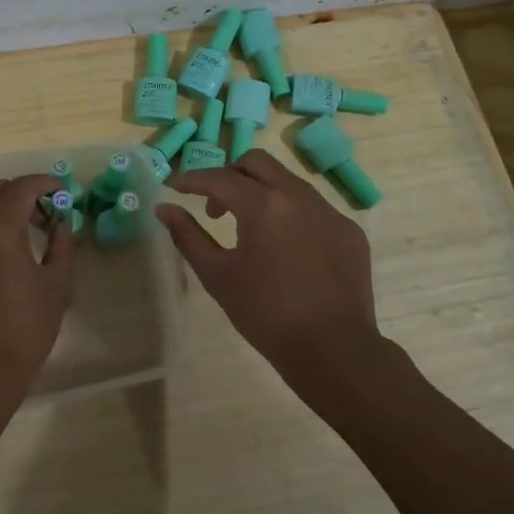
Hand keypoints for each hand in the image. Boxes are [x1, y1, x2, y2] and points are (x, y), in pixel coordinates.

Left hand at [0, 173, 75, 397]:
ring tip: (21, 240)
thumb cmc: (25, 326)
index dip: (46, 184)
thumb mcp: (56, 285)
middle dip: (23, 196)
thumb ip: (62, 245)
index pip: (24, 186)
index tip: (63, 193)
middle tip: (45, 219)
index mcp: (0, 224)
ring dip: (1, 213)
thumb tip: (62, 224)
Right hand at [156, 150, 383, 399]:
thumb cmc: (266, 314)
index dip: (191, 179)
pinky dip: (290, 213)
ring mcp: (329, 210)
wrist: (334, 350)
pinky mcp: (348, 230)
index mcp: (263, 204)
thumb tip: (164, 208)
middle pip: (256, 162)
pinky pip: (313, 206)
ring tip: (251, 228)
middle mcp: (298, 195)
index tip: (174, 187)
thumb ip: (188, 236)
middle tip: (215, 208)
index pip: (218, 177)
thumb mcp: (217, 276)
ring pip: (287, 181)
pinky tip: (287, 248)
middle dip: (229, 175)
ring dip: (261, 191)